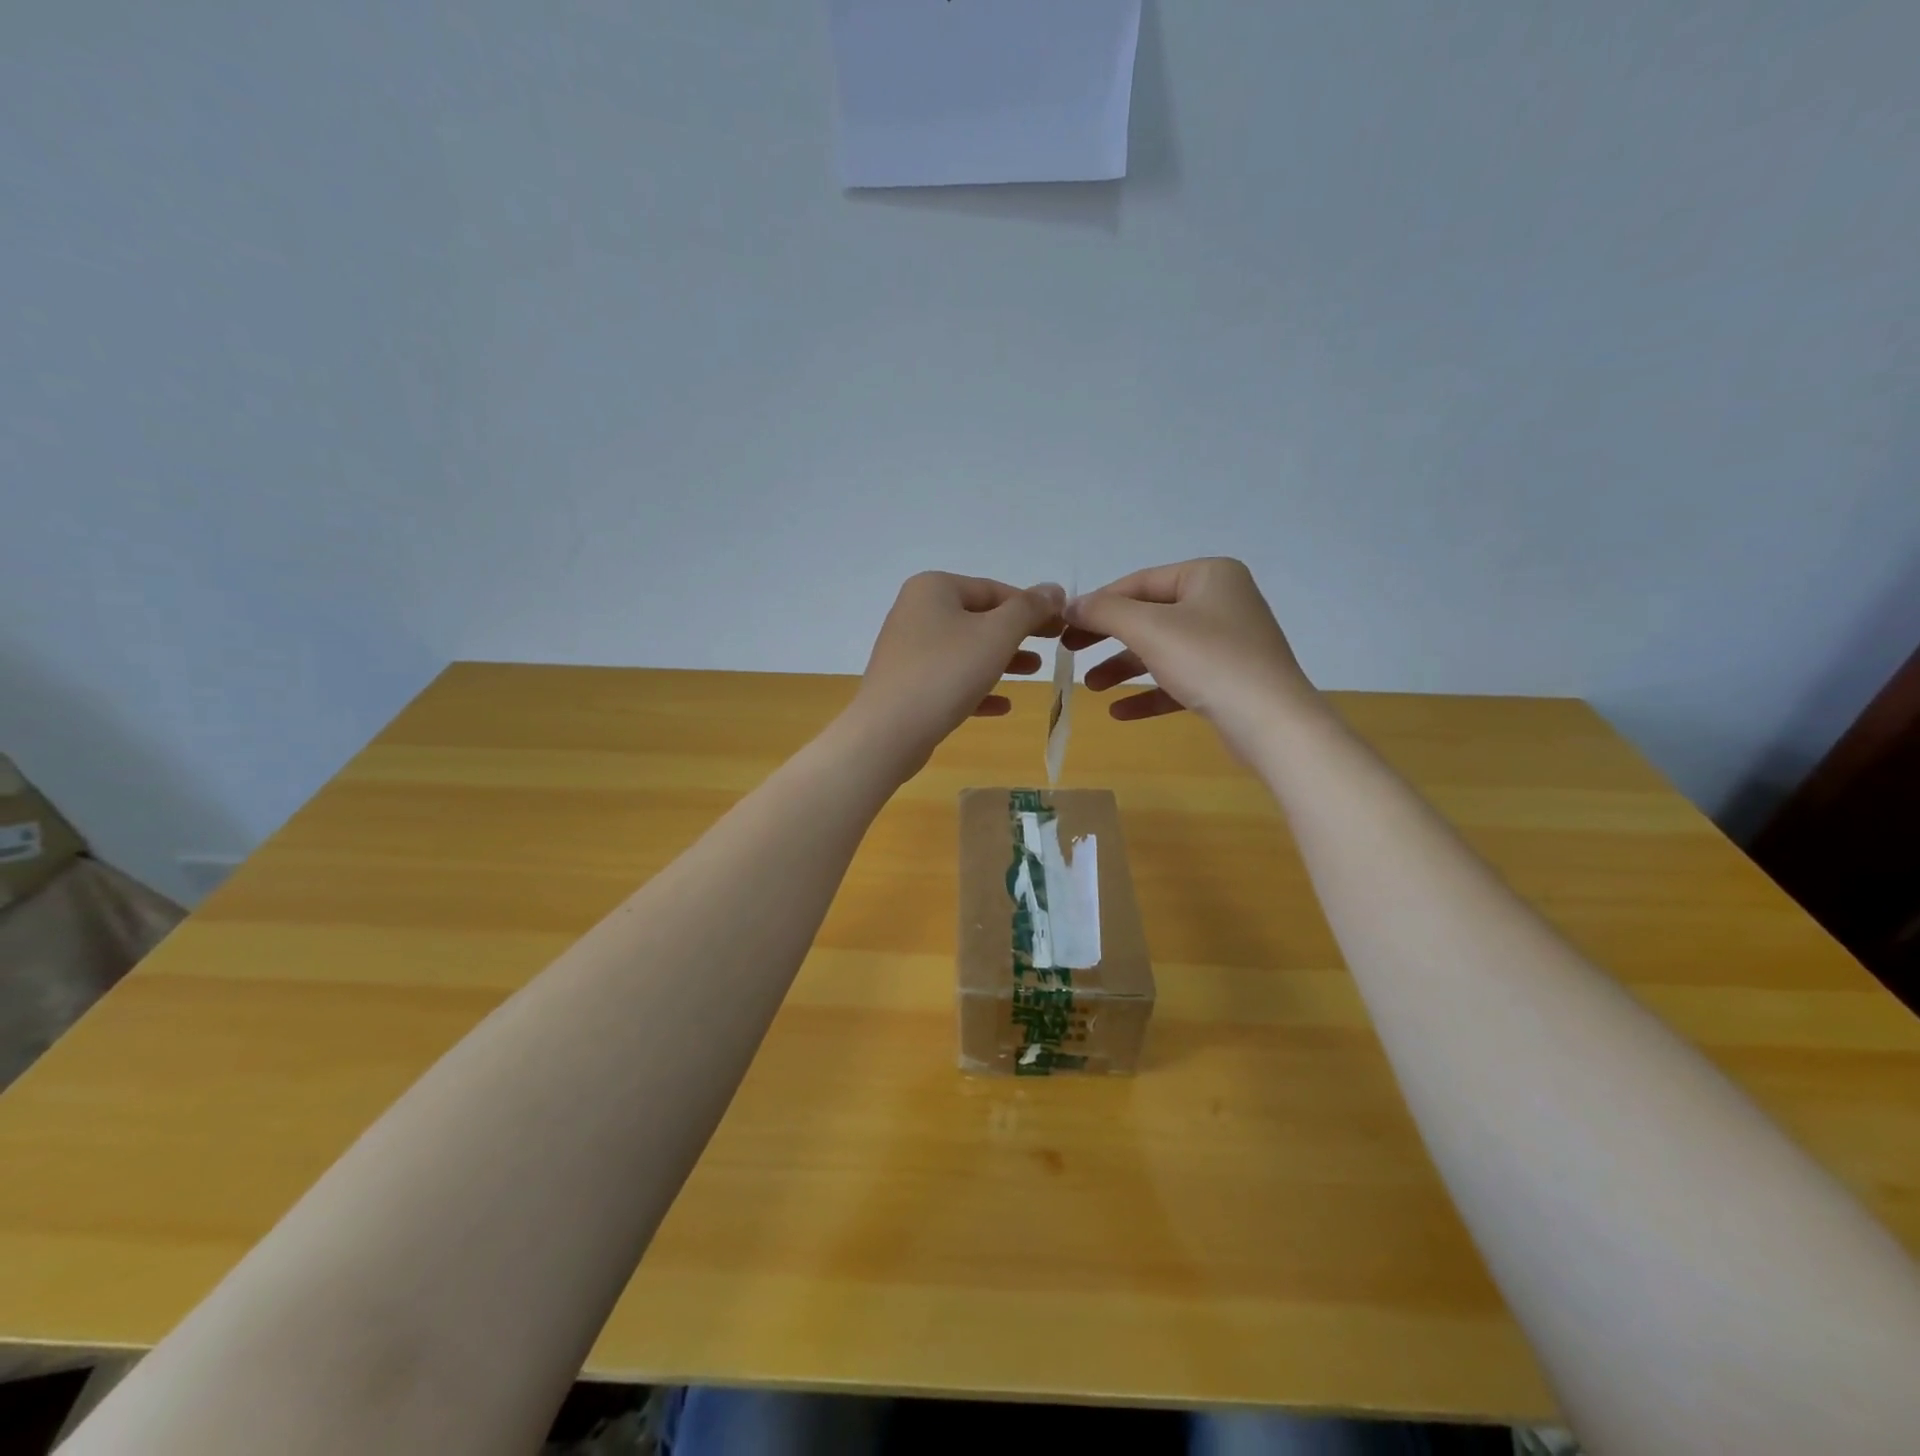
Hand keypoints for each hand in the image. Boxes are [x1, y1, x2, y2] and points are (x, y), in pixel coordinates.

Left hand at [848, 572, 1065, 775]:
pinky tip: (1003, 706)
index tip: (1063, 625)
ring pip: (966, 650)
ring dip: (1002, 660)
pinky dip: (977, 688)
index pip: (995, 590)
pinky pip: (950, 680)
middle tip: (1054, 646)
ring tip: (1034, 672)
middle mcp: (916, 611)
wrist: (889, 731)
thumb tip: (1054, 589)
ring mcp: (908, 649)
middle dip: (1018, 634)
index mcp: (934, 588)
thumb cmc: (947, 672)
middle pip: (979, 618)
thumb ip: (1029, 609)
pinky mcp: (906, 684)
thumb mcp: (997, 634)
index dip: (1033, 606)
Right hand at [1063, 558, 1318, 752]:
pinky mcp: (1228, 680)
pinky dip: (1149, 692)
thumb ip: (1105, 612)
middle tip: (1070, 651)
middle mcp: (1220, 602)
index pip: (1139, 583)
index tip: (1063, 625)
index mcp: (1208, 576)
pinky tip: (1119, 712)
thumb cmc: (1210, 661)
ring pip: (1161, 650)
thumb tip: (1069, 605)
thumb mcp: (1149, 629)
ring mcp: (1227, 642)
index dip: (1098, 603)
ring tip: (1091, 687)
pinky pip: (1178, 680)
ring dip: (1123, 668)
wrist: (1272, 723)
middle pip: (1148, 616)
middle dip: (1107, 638)